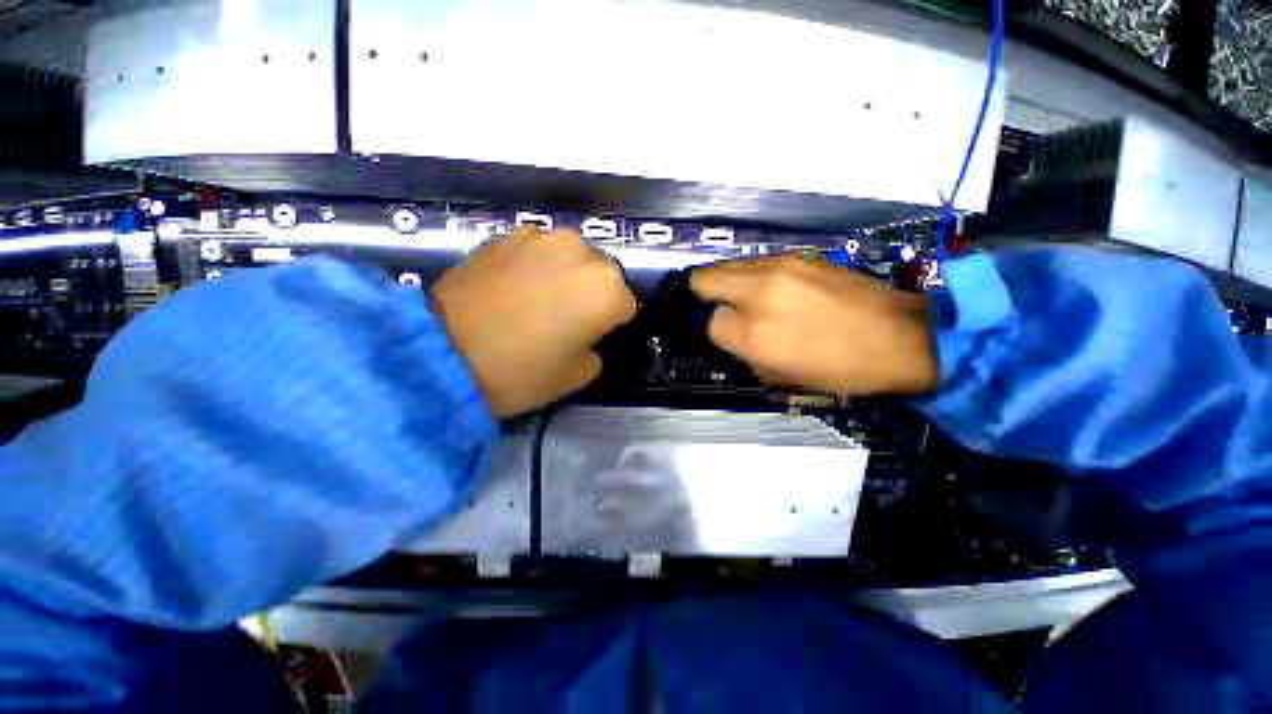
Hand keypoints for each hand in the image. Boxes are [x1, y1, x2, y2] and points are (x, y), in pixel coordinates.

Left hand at [429, 227, 636, 417]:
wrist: (442, 352)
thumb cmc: (522, 371)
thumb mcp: (578, 375)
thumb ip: (597, 350)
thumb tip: (587, 336)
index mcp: (608, 289)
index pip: (626, 306)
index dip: (611, 325)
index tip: (591, 338)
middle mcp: (583, 252)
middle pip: (602, 275)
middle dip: (592, 294)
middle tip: (565, 319)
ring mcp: (543, 237)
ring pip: (572, 258)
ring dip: (566, 276)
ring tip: (538, 300)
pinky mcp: (508, 234)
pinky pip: (538, 251)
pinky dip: (536, 266)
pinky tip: (513, 287)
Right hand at [689, 255, 937, 395]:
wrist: (902, 336)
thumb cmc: (841, 369)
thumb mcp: (782, 375)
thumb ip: (745, 351)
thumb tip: (730, 331)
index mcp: (754, 334)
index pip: (710, 323)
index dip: (717, 331)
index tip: (730, 335)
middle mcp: (757, 293)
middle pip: (705, 279)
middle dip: (705, 293)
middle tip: (719, 307)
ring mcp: (778, 268)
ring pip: (727, 265)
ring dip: (727, 282)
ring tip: (745, 298)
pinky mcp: (798, 256)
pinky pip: (755, 263)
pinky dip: (751, 275)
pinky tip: (772, 289)